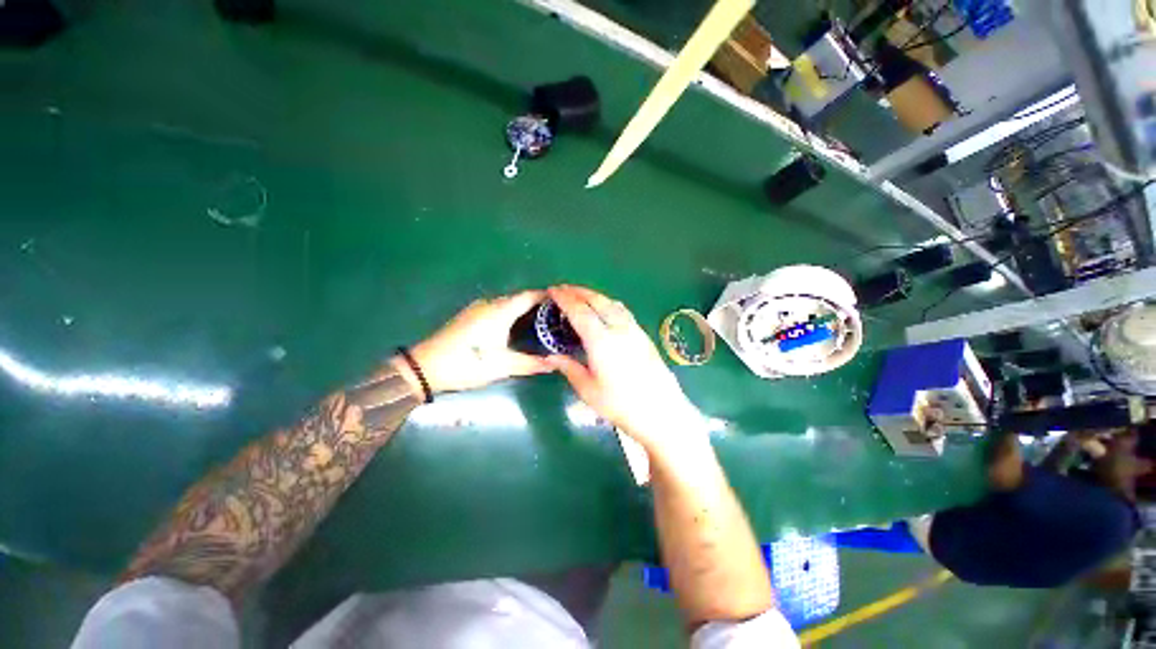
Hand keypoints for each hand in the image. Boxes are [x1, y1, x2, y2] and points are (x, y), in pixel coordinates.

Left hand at [402, 290, 553, 394]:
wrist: (425, 366)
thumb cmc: (468, 363)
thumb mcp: (502, 366)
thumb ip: (530, 364)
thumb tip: (554, 364)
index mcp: (500, 311)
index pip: (529, 296)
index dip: (546, 296)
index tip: (563, 301)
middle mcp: (489, 304)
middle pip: (519, 298)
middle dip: (537, 304)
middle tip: (555, 316)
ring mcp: (477, 308)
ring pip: (506, 303)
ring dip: (523, 308)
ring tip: (539, 321)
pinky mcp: (469, 316)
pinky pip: (496, 308)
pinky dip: (510, 313)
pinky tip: (514, 326)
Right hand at [546, 285, 701, 452]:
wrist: (661, 411)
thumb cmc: (621, 405)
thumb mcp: (588, 390)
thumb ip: (569, 368)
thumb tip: (551, 357)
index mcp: (601, 341)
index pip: (579, 311)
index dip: (565, 299)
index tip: (553, 290)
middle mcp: (618, 329)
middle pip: (597, 301)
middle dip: (579, 291)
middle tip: (564, 288)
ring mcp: (634, 330)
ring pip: (612, 303)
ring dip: (594, 295)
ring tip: (581, 295)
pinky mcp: (643, 335)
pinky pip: (622, 311)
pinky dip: (608, 303)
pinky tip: (605, 308)